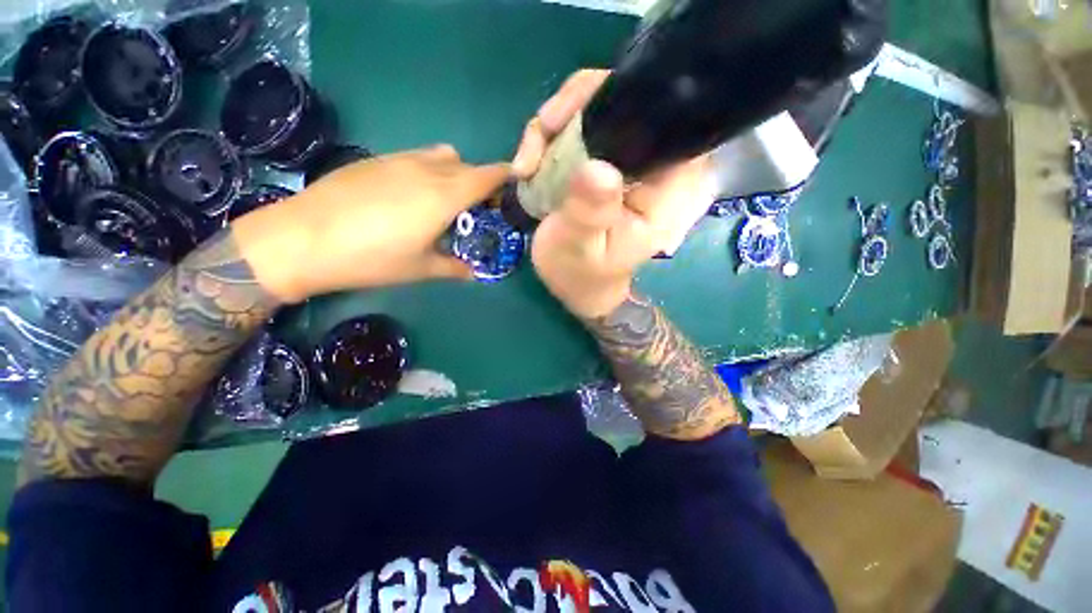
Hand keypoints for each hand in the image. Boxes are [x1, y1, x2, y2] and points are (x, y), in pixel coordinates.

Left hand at [232, 145, 508, 301]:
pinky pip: (416, 157)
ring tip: (445, 201)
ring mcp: (399, 160)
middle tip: (479, 208)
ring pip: (442, 156)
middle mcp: (426, 170)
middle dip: (481, 182)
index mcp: (444, 196)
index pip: (487, 176)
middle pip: (468, 166)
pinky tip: (411, 197)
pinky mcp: (376, 160)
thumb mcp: (420, 269)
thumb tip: (474, 274)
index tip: (513, 190)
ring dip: (455, 173)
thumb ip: (454, 268)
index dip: (505, 178)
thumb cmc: (371, 259)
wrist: (302, 239)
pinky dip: (428, 170)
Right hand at [514, 70, 714, 318]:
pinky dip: (549, 138)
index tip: (564, 123)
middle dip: (573, 109)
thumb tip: (597, 168)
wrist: (577, 284)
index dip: (614, 100)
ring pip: (597, 105)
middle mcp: (655, 163)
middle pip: (625, 98)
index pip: (662, 115)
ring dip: (553, 126)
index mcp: (668, 186)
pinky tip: (530, 167)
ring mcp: (629, 158)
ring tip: (527, 165)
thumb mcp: (581, 250)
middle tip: (535, 150)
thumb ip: (591, 213)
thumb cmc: (583, 274)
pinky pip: (579, 125)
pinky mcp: (605, 160)